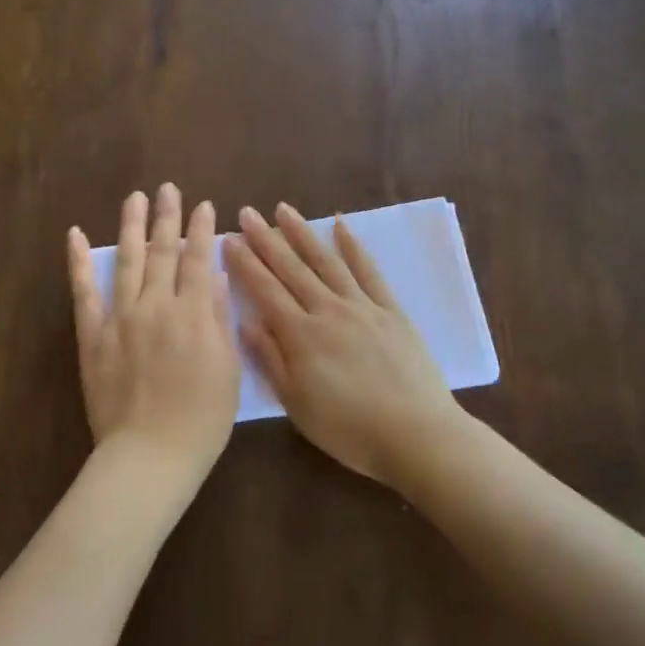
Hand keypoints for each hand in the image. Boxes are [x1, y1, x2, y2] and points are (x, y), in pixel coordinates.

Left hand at [67, 185, 241, 483]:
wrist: (150, 454)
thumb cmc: (201, 419)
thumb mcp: (227, 368)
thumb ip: (217, 317)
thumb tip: (214, 274)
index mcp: (192, 314)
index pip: (198, 259)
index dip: (202, 230)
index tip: (205, 205)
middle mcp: (156, 305)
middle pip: (163, 251)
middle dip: (168, 217)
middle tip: (168, 188)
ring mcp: (120, 317)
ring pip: (127, 261)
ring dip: (132, 226)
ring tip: (135, 198)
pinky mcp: (93, 335)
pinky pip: (84, 292)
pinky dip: (79, 262)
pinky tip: (77, 236)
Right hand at [224, 203, 464, 487]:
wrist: (415, 435)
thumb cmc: (349, 429)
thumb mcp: (296, 404)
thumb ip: (270, 359)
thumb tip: (246, 320)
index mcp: (301, 335)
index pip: (265, 290)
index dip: (245, 263)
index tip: (228, 238)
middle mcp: (328, 310)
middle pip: (292, 269)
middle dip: (266, 239)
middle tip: (248, 212)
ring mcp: (362, 306)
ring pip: (326, 261)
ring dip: (303, 233)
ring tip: (284, 210)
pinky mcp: (390, 310)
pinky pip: (369, 271)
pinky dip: (353, 246)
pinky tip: (341, 225)